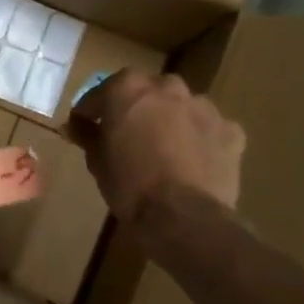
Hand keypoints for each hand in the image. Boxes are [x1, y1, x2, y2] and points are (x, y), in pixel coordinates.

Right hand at [66, 71, 244, 215]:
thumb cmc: (128, 183)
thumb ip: (86, 134)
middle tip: (127, 134)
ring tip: (164, 147)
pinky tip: (194, 159)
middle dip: (136, 108)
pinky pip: (210, 128)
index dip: (91, 111)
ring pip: (182, 106)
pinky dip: (201, 138)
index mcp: (128, 88)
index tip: (85, 126)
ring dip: (171, 119)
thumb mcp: (96, 159)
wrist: (182, 215)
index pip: (102, 92)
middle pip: (146, 91)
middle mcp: (167, 87)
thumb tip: (73, 125)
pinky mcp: (230, 131)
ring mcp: (203, 107)